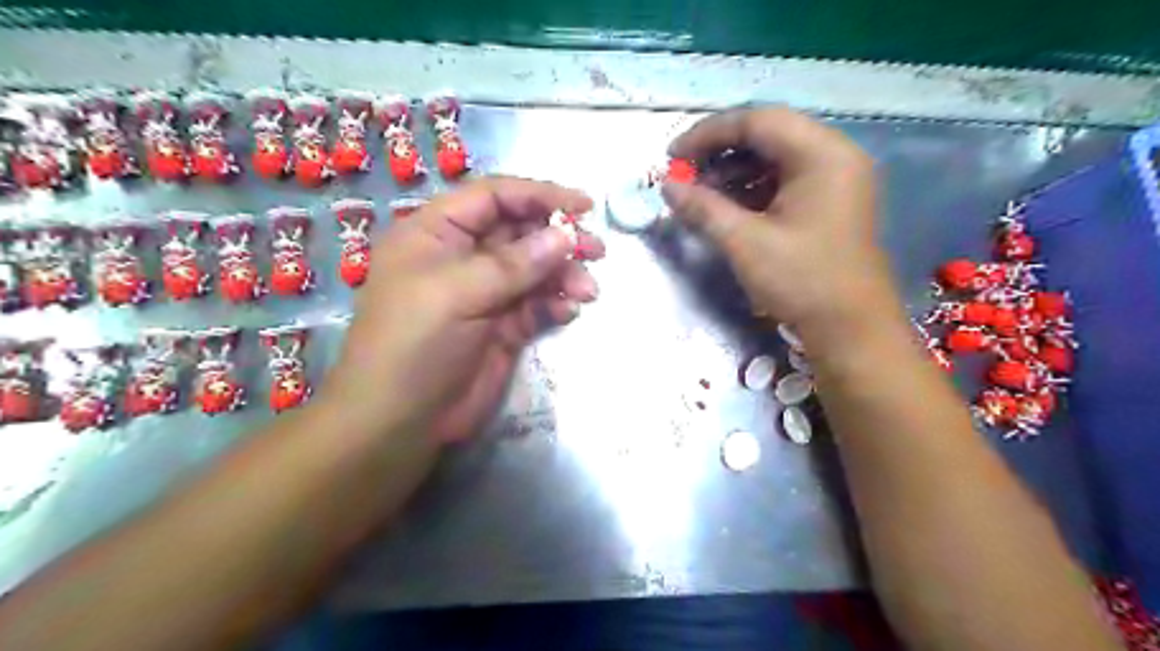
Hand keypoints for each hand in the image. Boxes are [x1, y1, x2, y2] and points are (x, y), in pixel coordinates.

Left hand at [320, 177, 601, 443]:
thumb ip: (514, 263)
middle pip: (519, 232)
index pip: (493, 198)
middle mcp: (462, 258)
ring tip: (588, 290)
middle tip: (597, 250)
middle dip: (558, 239)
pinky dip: (555, 305)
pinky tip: (569, 312)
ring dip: (563, 275)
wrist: (400, 422)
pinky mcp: (502, 328)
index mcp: (437, 234)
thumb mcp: (457, 293)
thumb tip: (565, 235)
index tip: (583, 205)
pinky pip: (536, 306)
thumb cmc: (415, 344)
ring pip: (534, 271)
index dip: (538, 195)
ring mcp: (484, 295)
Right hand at [660, 106, 895, 351]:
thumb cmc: (803, 282)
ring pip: (775, 158)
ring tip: (700, 193)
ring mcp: (835, 179)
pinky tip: (726, 206)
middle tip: (684, 174)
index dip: (708, 134)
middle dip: (719, 152)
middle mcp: (834, 156)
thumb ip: (704, 208)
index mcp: (822, 154)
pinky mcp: (830, 202)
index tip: (672, 156)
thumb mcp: (746, 243)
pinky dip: (752, 188)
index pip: (757, 121)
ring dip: (734, 171)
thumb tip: (667, 186)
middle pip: (767, 135)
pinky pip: (785, 181)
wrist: (851, 330)